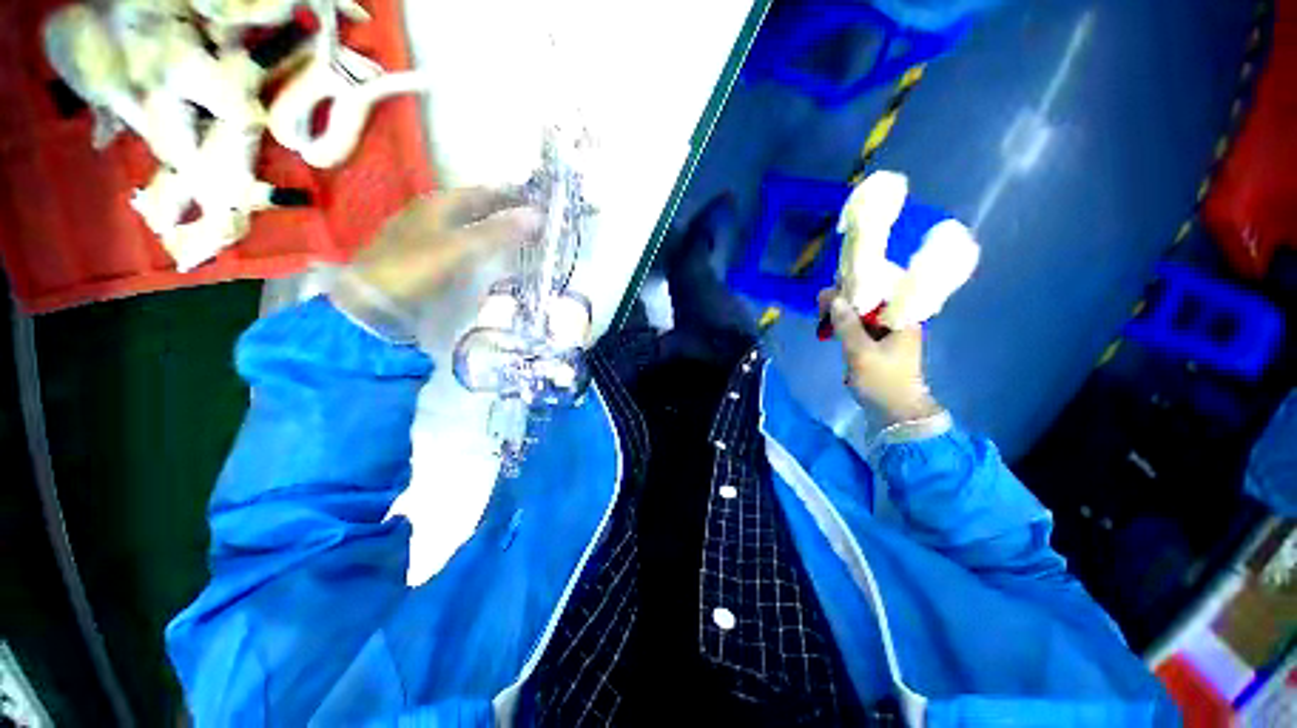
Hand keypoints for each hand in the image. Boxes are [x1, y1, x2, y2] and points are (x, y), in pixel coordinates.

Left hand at [331, 188, 540, 341]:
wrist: (373, 307)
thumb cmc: (415, 269)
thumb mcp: (461, 248)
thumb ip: (498, 231)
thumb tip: (538, 215)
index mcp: (439, 204)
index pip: (486, 193)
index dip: (513, 196)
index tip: (543, 204)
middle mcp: (436, 218)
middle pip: (482, 213)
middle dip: (511, 219)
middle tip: (543, 230)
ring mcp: (433, 243)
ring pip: (477, 235)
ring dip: (503, 241)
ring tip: (531, 250)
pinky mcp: (433, 266)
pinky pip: (471, 256)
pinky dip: (490, 260)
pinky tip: (504, 271)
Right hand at [819, 289, 943, 424]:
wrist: (895, 413)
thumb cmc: (882, 381)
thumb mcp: (860, 352)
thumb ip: (847, 324)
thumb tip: (834, 298)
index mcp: (901, 319)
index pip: (883, 288)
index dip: (859, 282)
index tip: (835, 286)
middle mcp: (898, 321)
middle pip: (872, 299)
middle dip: (847, 298)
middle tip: (822, 304)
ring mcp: (889, 334)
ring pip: (864, 313)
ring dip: (844, 312)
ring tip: (822, 314)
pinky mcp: (880, 345)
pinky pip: (862, 327)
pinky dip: (847, 324)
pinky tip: (832, 327)